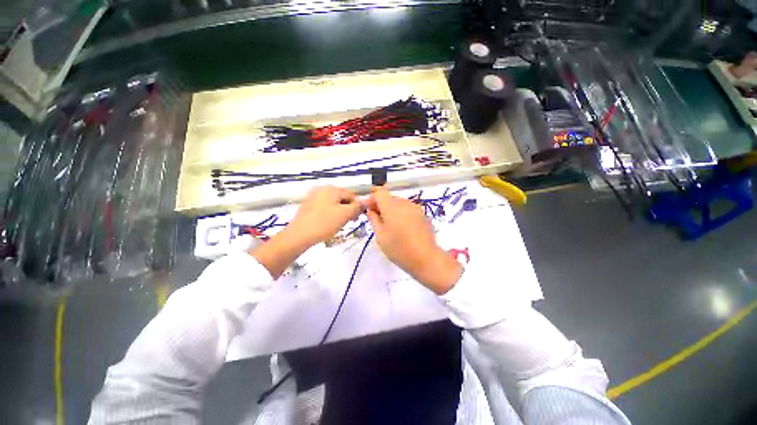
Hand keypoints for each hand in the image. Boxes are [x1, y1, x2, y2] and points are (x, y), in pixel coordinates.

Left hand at [252, 186, 360, 277]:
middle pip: (341, 197)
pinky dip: (330, 213)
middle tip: (350, 221)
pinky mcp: (308, 205)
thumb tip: (366, 201)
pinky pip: (324, 206)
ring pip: (333, 203)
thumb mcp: (344, 215)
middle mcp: (322, 189)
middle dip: (348, 209)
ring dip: (340, 212)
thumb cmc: (324, 223)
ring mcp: (313, 196)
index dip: (357, 206)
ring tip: (340, 223)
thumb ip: (357, 207)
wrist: (298, 235)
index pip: (351, 194)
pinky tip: (329, 223)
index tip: (358, 218)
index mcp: (331, 189)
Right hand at [364, 188, 461, 293]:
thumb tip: (370, 210)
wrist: (426, 258)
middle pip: (390, 198)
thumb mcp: (380, 236)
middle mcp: (405, 203)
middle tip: (378, 221)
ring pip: (400, 204)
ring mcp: (416, 208)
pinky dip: (403, 215)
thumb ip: (374, 219)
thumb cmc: (399, 248)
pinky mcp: (423, 215)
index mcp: (392, 206)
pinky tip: (404, 229)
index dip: (372, 199)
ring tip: (392, 227)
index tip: (369, 210)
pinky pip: (408, 210)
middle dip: (382, 206)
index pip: (380, 192)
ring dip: (393, 210)